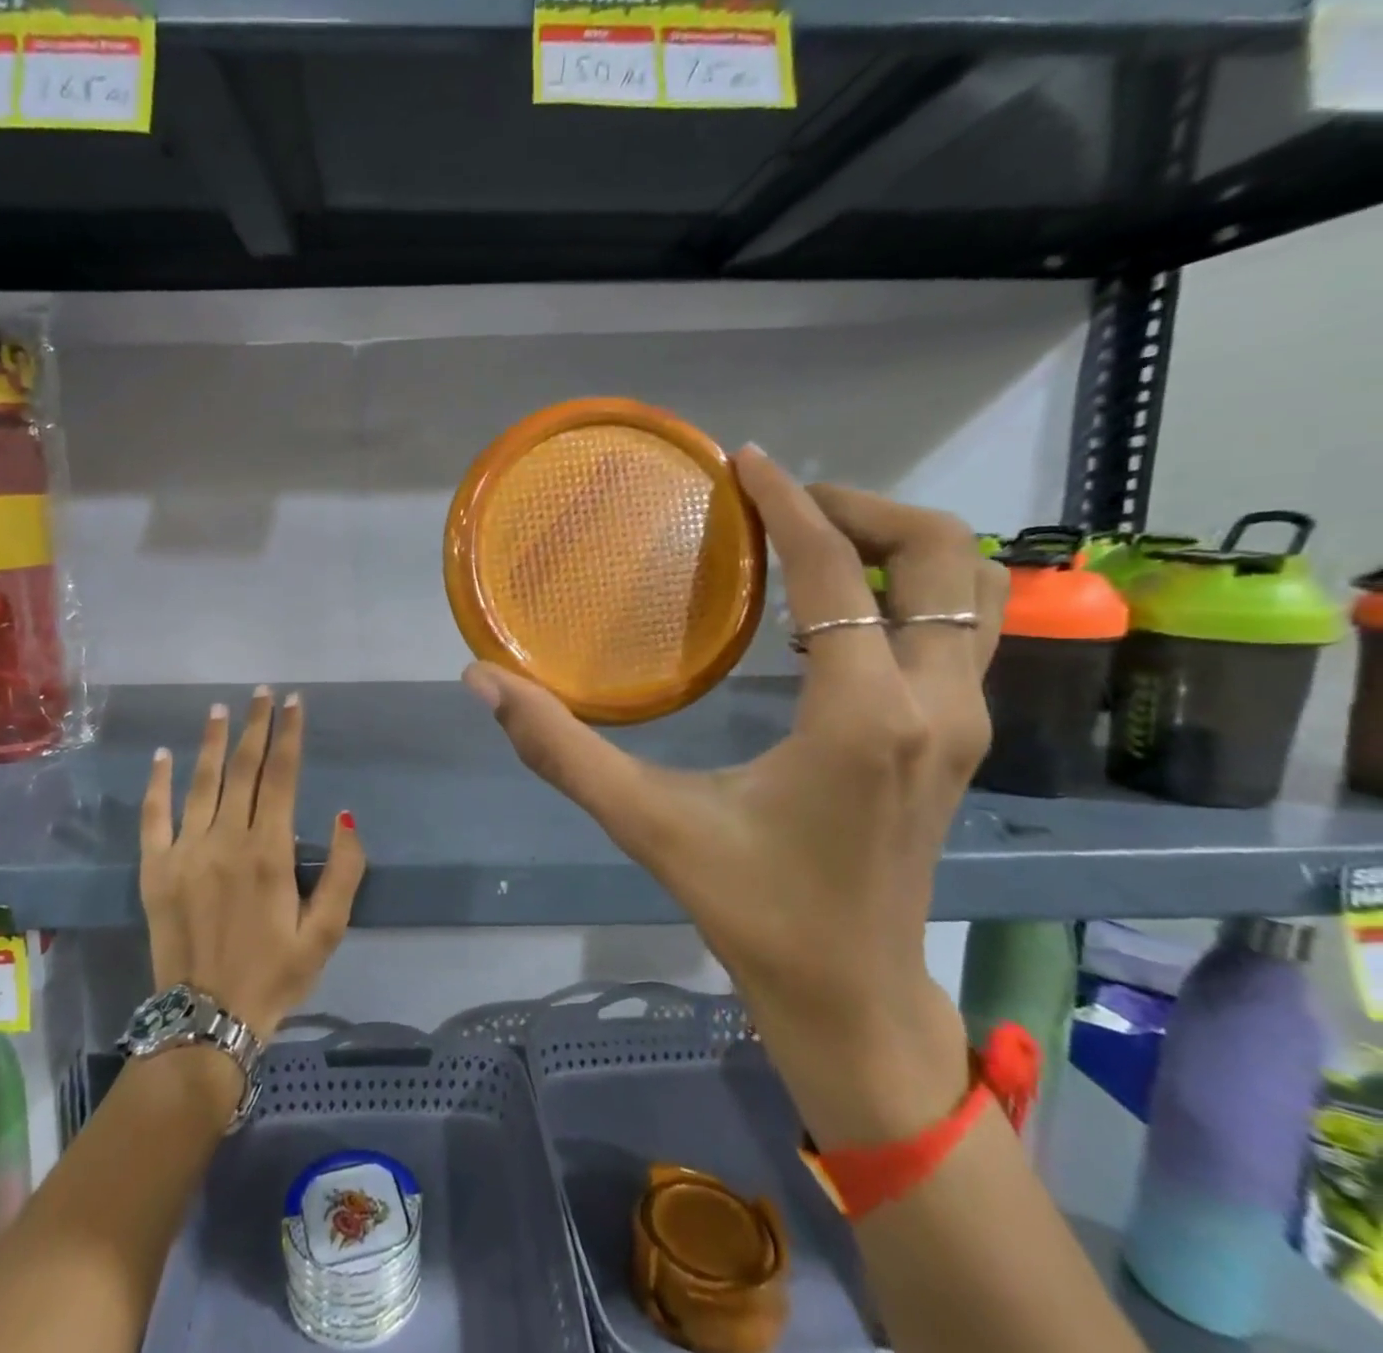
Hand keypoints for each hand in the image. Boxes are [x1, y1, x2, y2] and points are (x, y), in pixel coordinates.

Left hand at [139, 688, 365, 1042]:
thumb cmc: (275, 976)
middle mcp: (227, 841)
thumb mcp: (327, 932)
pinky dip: (158, 784)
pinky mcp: (155, 871)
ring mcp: (185, 853)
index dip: (289, 736)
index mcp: (270, 853)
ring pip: (202, 783)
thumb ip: (344, 872)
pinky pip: (154, 817)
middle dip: (256, 726)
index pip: (282, 777)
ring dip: (212, 742)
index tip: (294, 703)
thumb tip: (345, 816)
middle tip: (263, 692)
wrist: (206, 1023)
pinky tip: (162, 756)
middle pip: (243, 769)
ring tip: (221, 708)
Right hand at [465, 446, 1006, 1145]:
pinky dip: (910, 593)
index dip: (789, 503)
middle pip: (945, 554)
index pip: (835, 573)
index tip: (746, 461)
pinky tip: (830, 616)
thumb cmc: (751, 909)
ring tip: (817, 544)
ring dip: (902, 546)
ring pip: (973, 588)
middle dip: (865, 508)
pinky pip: (961, 630)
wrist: (849, 996)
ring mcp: (963, 722)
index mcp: (862, 717)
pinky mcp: (961, 740)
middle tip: (784, 505)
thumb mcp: (646, 823)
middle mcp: (934, 704)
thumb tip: (482, 681)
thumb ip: (560, 748)